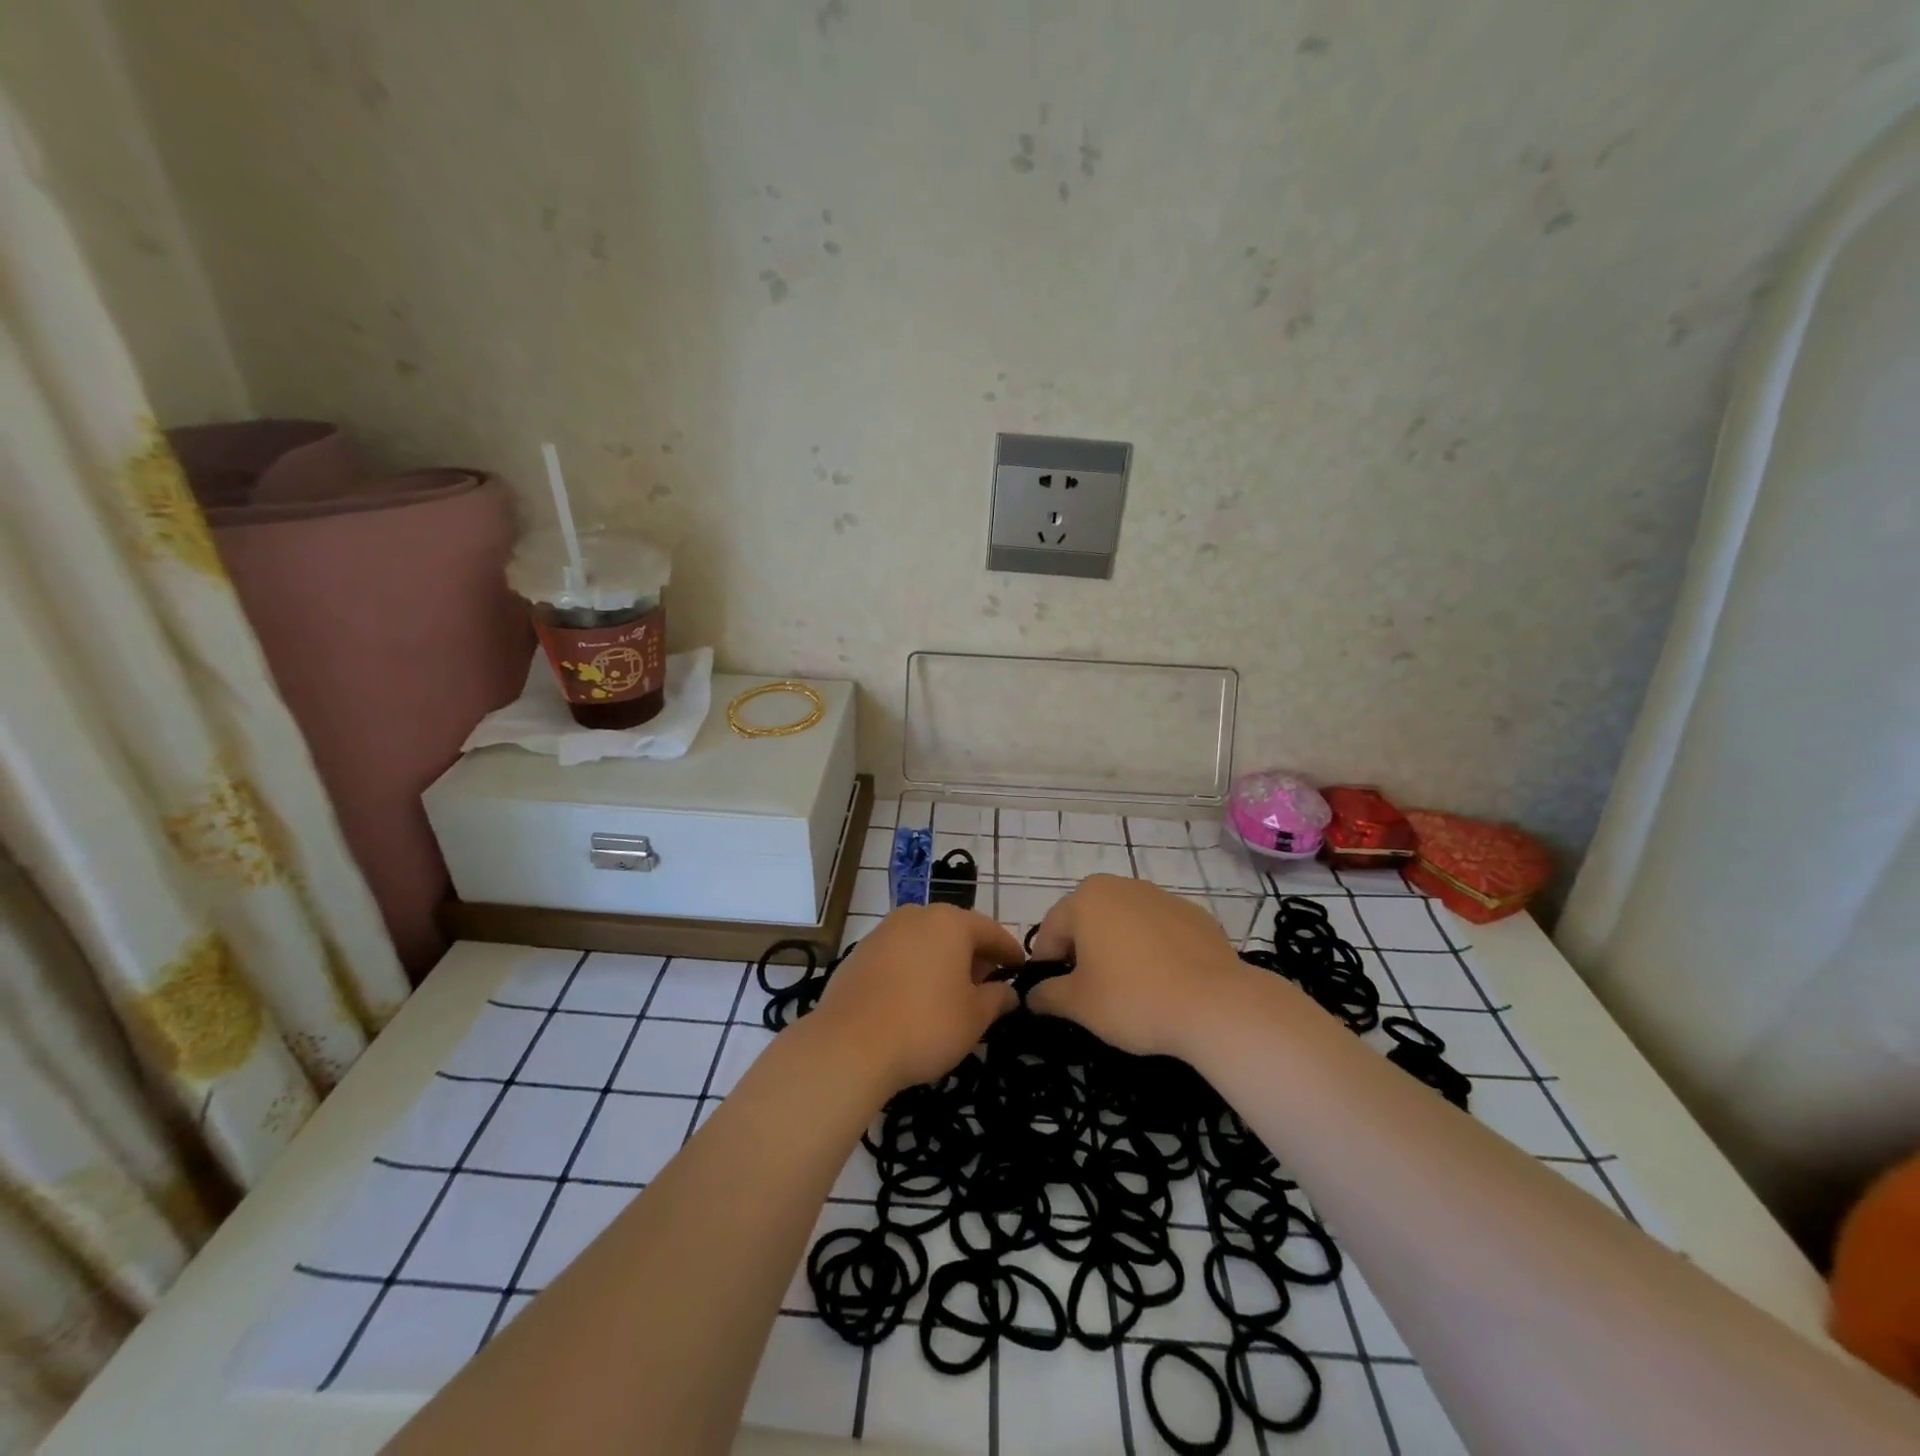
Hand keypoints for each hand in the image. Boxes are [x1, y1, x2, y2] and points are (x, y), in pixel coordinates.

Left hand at [810, 903, 1022, 1091]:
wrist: (849, 1044)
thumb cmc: (925, 1025)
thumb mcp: (974, 1018)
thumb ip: (996, 999)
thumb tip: (1008, 992)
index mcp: (950, 922)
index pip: (991, 931)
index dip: (1009, 951)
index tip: (1020, 969)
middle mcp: (916, 916)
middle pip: (955, 931)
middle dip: (974, 956)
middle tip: (987, 986)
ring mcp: (883, 932)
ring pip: (925, 941)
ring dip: (942, 961)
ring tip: (951, 995)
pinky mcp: (859, 953)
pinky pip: (898, 955)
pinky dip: (914, 969)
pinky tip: (915, 999)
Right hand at [1027, 874, 1246, 1057]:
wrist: (1216, 1004)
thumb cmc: (1134, 998)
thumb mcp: (1078, 1005)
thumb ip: (1046, 995)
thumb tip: (1033, 995)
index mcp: (1086, 898)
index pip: (1051, 932)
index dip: (1046, 967)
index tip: (1052, 998)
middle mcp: (1121, 885)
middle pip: (1087, 921)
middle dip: (1082, 954)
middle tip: (1088, 994)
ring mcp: (1162, 896)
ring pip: (1125, 924)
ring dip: (1117, 950)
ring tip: (1128, 990)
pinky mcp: (1195, 915)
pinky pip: (1159, 932)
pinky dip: (1153, 951)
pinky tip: (1163, 983)